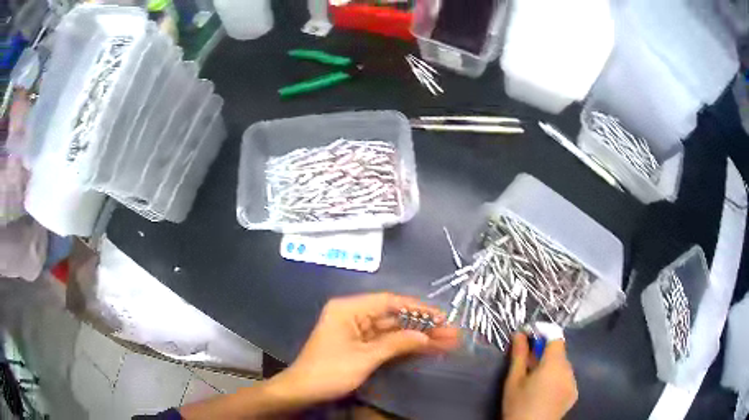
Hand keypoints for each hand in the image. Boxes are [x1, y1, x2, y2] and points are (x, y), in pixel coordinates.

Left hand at [273, 293, 459, 404]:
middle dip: (422, 326)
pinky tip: (427, 348)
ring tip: (447, 342)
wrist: (304, 391)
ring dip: (418, 337)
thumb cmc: (330, 370)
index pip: (389, 301)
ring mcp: (357, 331)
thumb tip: (426, 336)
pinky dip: (405, 346)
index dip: (418, 308)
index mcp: (349, 309)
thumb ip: (396, 343)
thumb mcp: (365, 357)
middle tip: (450, 333)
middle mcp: (354, 315)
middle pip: (394, 317)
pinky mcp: (360, 346)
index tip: (441, 317)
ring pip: (393, 331)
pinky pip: (387, 342)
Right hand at [502, 333, 577, 419]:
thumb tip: (519, 334)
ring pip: (563, 365)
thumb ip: (519, 355)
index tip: (529, 339)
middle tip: (527, 364)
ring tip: (535, 381)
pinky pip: (566, 378)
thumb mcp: (514, 380)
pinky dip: (557, 379)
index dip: (543, 334)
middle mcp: (569, 369)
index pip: (555, 337)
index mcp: (554, 363)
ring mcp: (573, 382)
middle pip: (559, 352)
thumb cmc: (519, 405)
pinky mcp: (574, 394)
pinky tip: (545, 392)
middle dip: (544, 353)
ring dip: (551, 366)